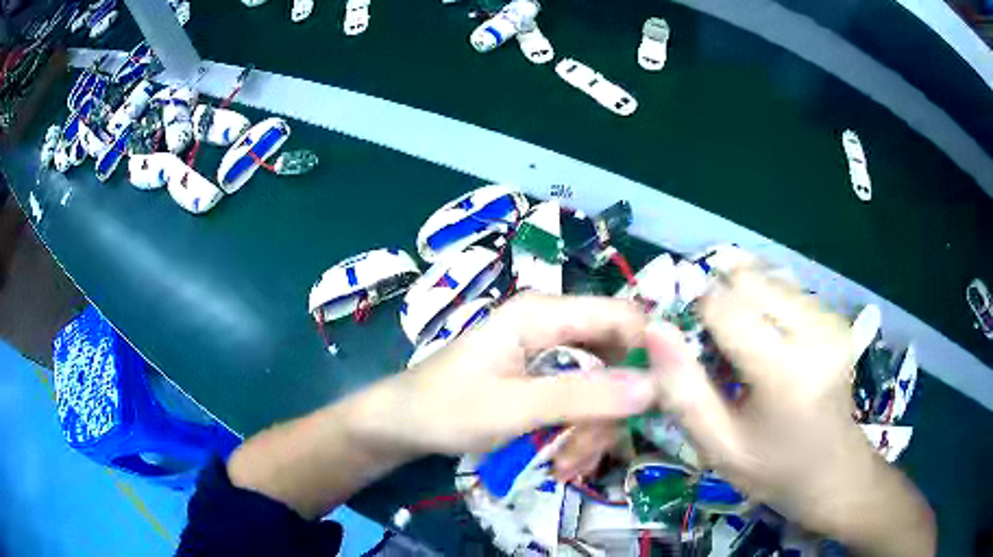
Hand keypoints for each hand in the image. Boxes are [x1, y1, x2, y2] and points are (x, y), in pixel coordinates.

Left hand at [347, 293, 658, 467]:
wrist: (401, 424)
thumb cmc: (446, 409)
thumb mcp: (514, 408)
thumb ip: (583, 396)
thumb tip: (654, 386)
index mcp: (543, 313)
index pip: (622, 317)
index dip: (649, 354)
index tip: (658, 403)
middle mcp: (552, 324)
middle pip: (614, 357)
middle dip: (610, 409)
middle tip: (587, 452)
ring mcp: (547, 350)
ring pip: (601, 385)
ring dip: (591, 429)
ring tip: (565, 465)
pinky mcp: (542, 375)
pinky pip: (580, 398)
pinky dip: (577, 430)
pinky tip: (562, 459)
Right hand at [644, 268, 934, 554]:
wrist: (834, 470)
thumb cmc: (773, 468)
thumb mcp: (717, 446)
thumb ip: (682, 391)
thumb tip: (654, 329)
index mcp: (785, 371)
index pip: (724, 305)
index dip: (695, 313)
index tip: (688, 340)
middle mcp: (814, 330)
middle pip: (747, 278)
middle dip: (719, 298)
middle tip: (712, 342)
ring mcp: (829, 318)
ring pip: (766, 275)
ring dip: (741, 297)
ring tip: (738, 342)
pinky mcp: (834, 314)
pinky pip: (786, 286)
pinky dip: (764, 300)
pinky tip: (764, 336)